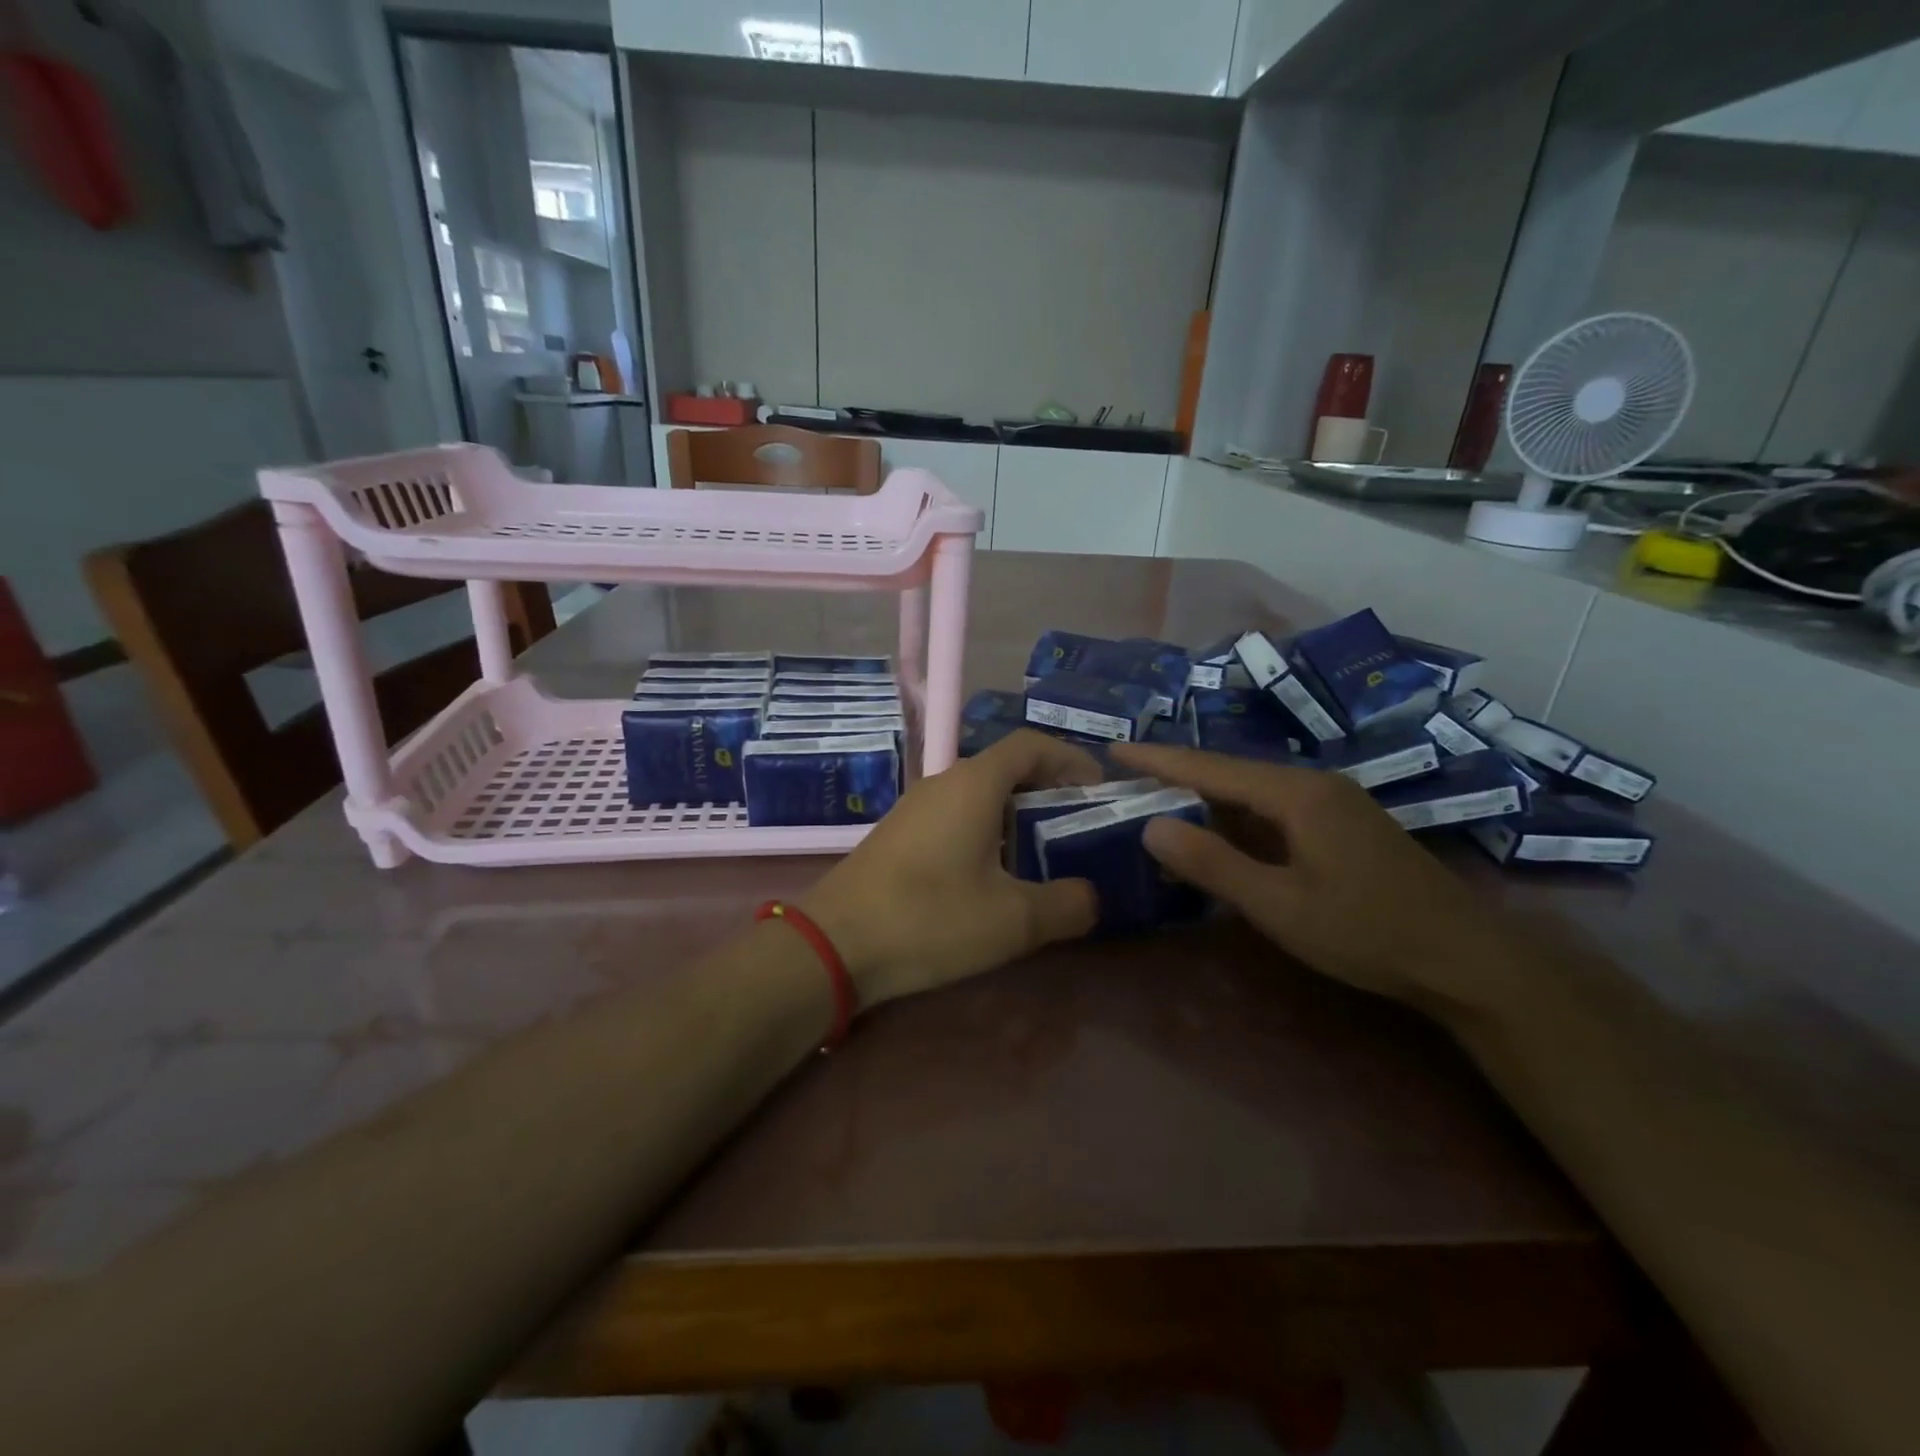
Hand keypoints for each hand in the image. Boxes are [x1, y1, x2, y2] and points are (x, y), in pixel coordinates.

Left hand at [802, 730, 1103, 1006]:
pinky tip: (993, 878)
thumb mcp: (1013, 920)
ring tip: (1044, 857)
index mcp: (974, 784)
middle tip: (1080, 829)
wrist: (833, 944)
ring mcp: (916, 808)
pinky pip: (956, 817)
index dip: (1071, 759)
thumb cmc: (930, 919)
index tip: (1099, 791)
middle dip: (1049, 791)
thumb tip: (1092, 897)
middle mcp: (944, 783)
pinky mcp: (899, 835)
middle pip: (1007, 768)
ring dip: (1017, 816)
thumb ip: (1067, 905)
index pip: (1032, 745)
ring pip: (980, 796)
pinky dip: (986, 833)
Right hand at [1109, 743, 1508, 1009]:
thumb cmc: (1367, 932)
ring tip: (1158, 801)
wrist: (1465, 960)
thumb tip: (1151, 826)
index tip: (1114, 748)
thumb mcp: (1279, 905)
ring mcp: (1333, 803)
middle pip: (1230, 772)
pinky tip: (1217, 832)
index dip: (1159, 759)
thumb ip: (1212, 864)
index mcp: (1296, 793)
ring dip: (1205, 797)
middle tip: (1127, 780)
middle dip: (1177, 774)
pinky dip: (1236, 817)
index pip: (1210, 767)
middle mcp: (1314, 784)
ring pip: (1252, 790)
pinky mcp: (1342, 825)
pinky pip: (1274, 809)